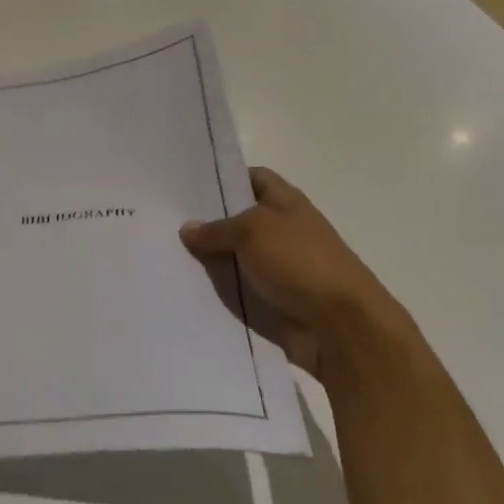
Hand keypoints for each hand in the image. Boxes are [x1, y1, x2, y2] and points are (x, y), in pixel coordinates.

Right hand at [180, 167, 402, 382]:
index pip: (253, 178)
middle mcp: (283, 231)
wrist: (339, 326)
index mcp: (286, 203)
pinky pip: (237, 288)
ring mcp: (278, 268)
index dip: (225, 177)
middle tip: (165, 220)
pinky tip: (184, 286)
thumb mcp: (252, 231)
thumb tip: (188, 228)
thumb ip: (216, 228)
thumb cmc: (300, 262)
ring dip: (208, 259)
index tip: (189, 183)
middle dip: (207, 221)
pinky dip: (216, 289)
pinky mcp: (271, 300)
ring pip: (234, 256)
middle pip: (239, 219)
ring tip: (165, 253)